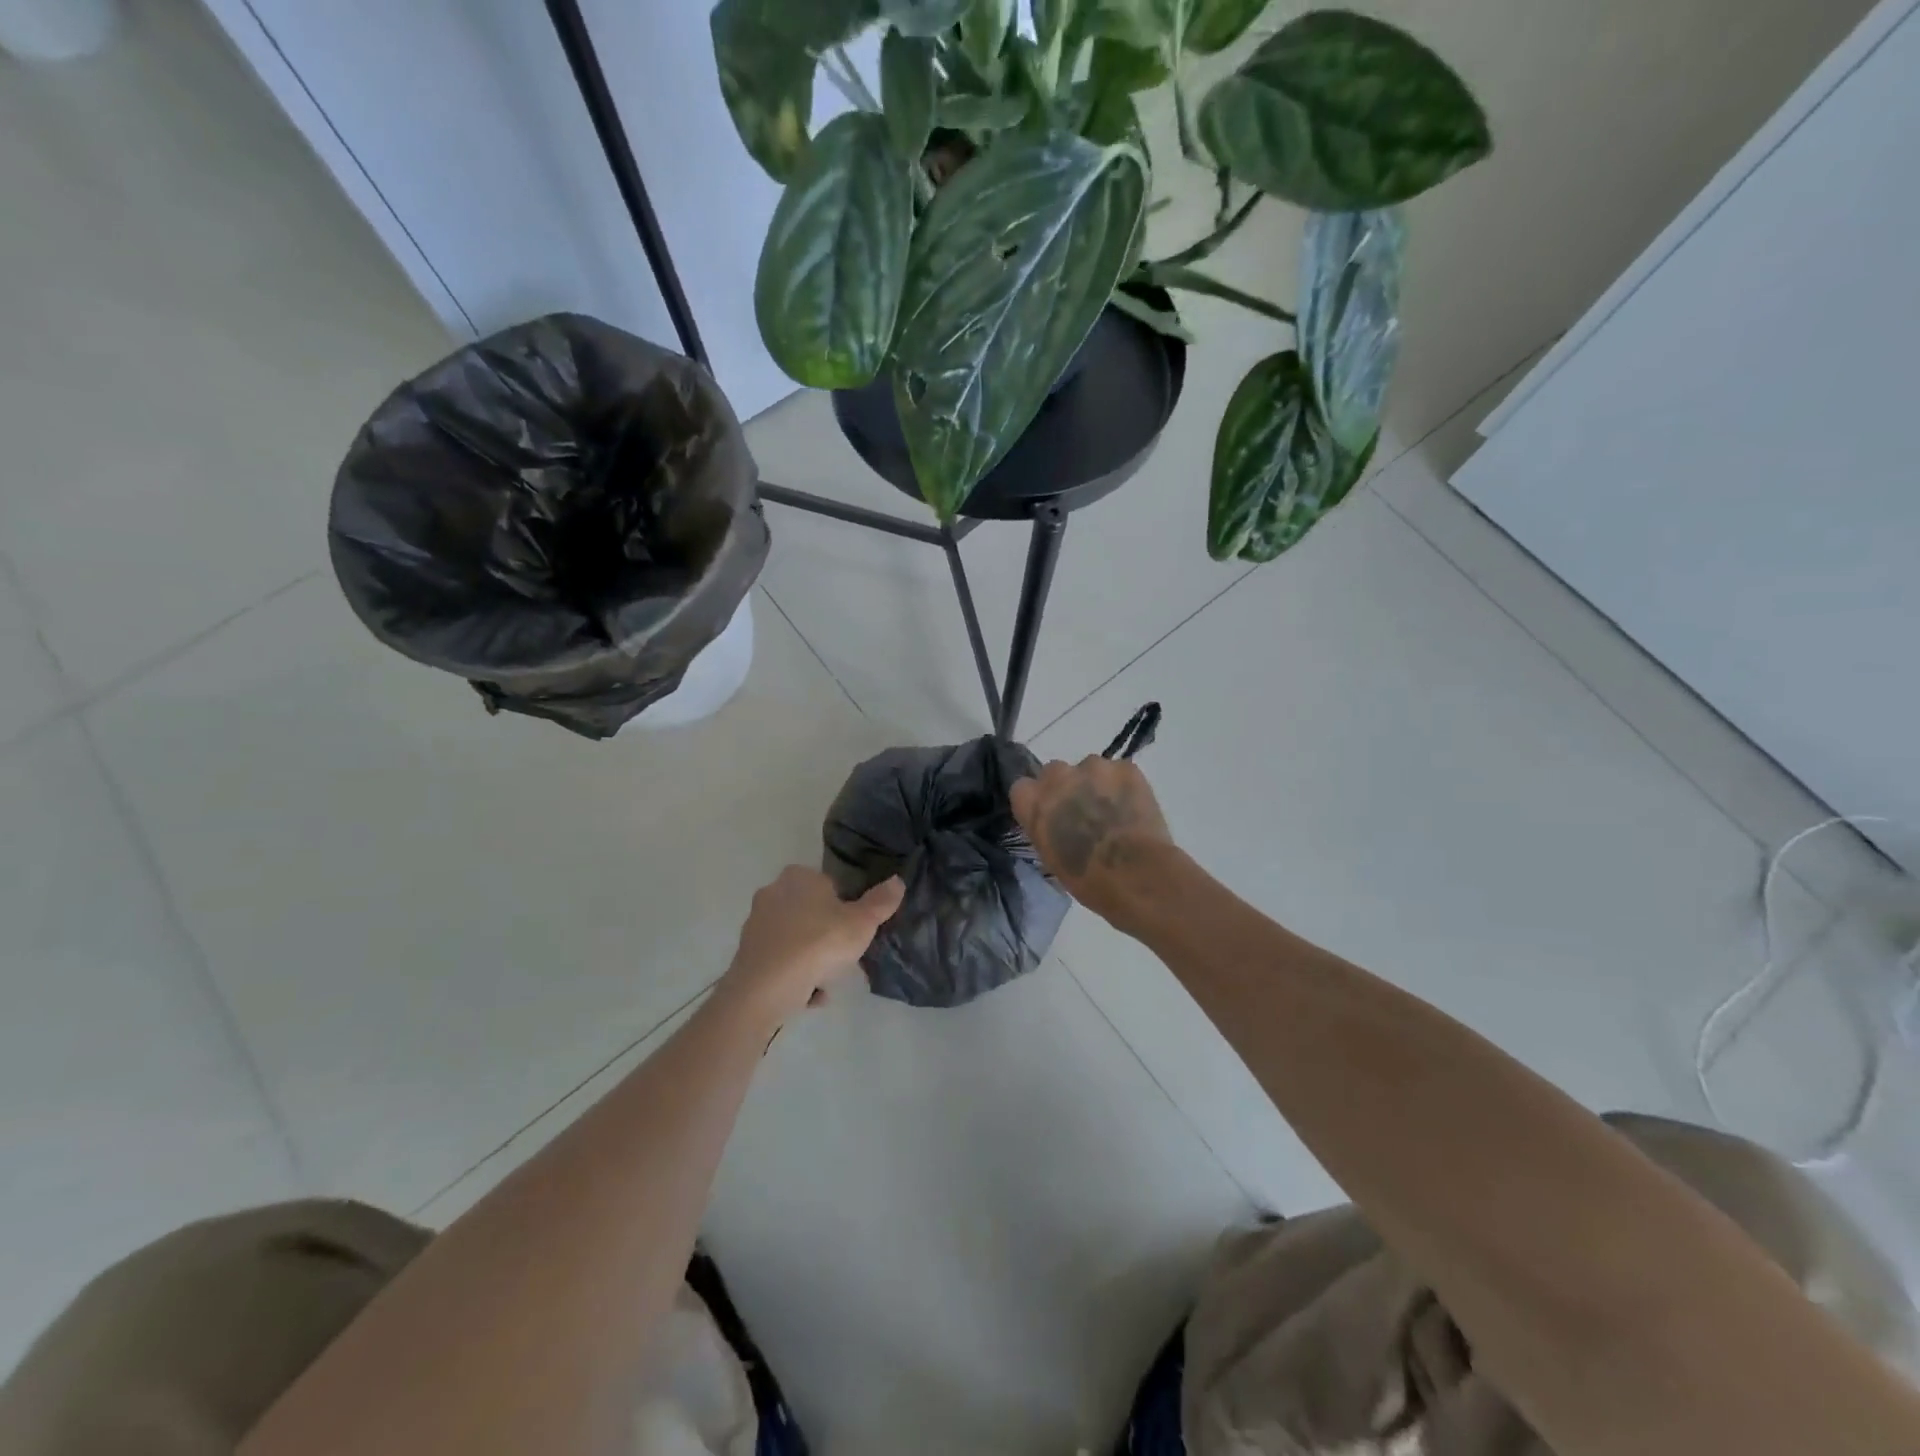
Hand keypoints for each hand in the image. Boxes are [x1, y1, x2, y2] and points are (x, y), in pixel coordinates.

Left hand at [719, 866, 903, 1026]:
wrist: (765, 989)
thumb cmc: (818, 944)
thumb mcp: (861, 923)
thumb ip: (880, 902)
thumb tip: (898, 881)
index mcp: (799, 877)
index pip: (828, 884)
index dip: (844, 906)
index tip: (854, 928)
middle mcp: (772, 893)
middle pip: (810, 912)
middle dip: (826, 933)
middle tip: (845, 956)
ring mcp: (756, 925)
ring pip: (795, 939)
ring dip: (811, 958)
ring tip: (828, 980)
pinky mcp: (747, 955)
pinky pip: (780, 963)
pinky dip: (794, 976)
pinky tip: (809, 996)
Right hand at [1010, 757, 1173, 930]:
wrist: (1136, 875)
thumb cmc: (1089, 880)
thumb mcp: (1050, 858)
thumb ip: (1046, 829)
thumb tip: (1057, 824)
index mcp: (1032, 801)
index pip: (1023, 788)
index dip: (1039, 801)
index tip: (1051, 816)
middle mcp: (1057, 776)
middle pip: (1055, 772)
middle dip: (1067, 788)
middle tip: (1084, 813)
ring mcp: (1093, 767)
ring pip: (1090, 769)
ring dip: (1097, 785)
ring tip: (1115, 811)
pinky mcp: (1125, 768)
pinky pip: (1120, 772)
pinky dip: (1125, 786)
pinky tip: (1135, 809)